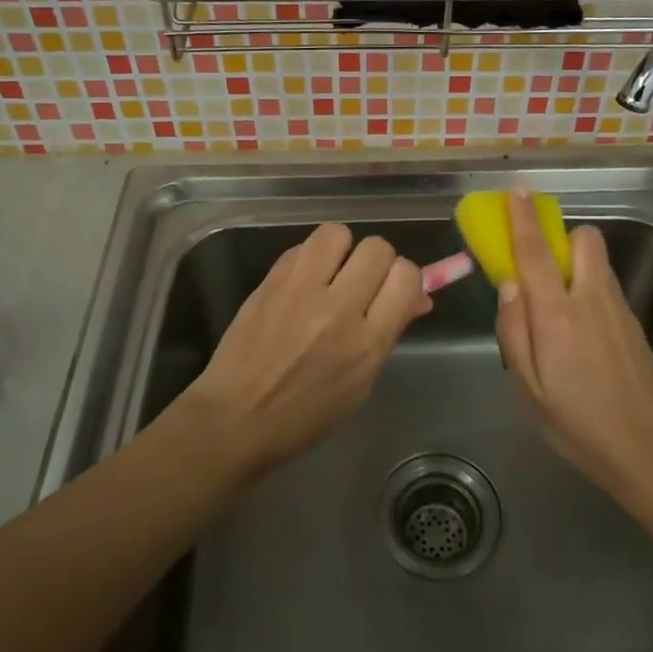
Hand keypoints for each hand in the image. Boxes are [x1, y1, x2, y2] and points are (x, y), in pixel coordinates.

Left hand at [182, 223, 429, 476]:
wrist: (235, 418)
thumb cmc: (305, 414)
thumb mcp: (360, 383)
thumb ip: (388, 333)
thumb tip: (417, 297)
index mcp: (367, 344)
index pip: (406, 276)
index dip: (405, 278)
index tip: (393, 291)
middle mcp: (338, 310)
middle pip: (377, 248)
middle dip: (377, 261)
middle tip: (362, 282)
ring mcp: (300, 291)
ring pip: (338, 233)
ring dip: (342, 249)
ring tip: (333, 272)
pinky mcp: (270, 281)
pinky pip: (302, 247)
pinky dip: (310, 258)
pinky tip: (304, 281)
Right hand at [495, 191, 652, 497]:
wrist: (650, 451)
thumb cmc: (578, 425)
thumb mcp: (529, 389)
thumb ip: (514, 332)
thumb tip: (509, 286)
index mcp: (558, 315)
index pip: (536, 253)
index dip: (523, 220)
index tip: (517, 192)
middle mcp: (592, 300)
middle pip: (585, 239)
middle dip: (563, 237)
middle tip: (543, 266)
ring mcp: (620, 310)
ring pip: (599, 262)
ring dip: (577, 262)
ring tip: (559, 305)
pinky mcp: (635, 324)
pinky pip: (607, 287)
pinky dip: (590, 288)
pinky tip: (582, 333)